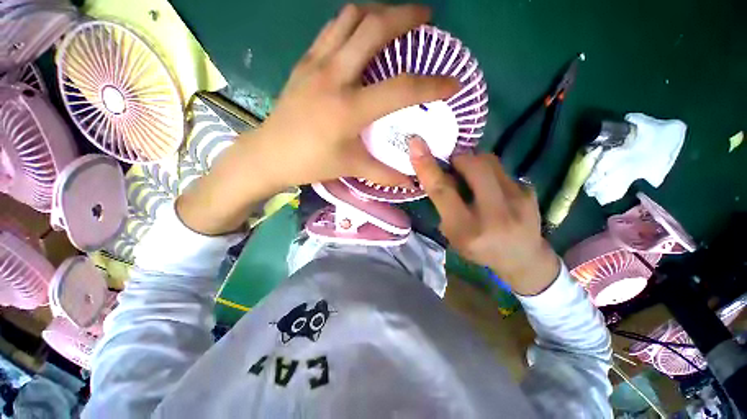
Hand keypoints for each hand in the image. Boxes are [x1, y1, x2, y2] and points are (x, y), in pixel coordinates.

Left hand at [249, 3, 458, 187]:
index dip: (432, 85)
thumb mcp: (351, 168)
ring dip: (378, 11)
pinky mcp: (304, 61)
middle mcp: (334, 77)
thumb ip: (384, 174)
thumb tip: (410, 181)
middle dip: (407, 16)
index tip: (453, 83)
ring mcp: (316, 63)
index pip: (401, 89)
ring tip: (396, 20)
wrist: (270, 153)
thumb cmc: (311, 163)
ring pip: (351, 17)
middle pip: (374, 28)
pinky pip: (332, 29)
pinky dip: (353, 22)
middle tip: (427, 18)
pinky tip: (362, 34)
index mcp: (349, 108)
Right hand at [409, 138, 560, 294]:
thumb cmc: (478, 248)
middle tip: (453, 164)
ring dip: (474, 162)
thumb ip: (444, 204)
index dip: (427, 167)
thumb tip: (440, 173)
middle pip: (473, 167)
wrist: (522, 257)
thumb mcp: (453, 233)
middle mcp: (494, 214)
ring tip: (471, 176)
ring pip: (490, 161)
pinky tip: (491, 187)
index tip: (416, 144)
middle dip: (459, 158)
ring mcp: (518, 201)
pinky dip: (489, 172)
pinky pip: (502, 169)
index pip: (443, 191)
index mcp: (467, 229)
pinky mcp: (530, 191)